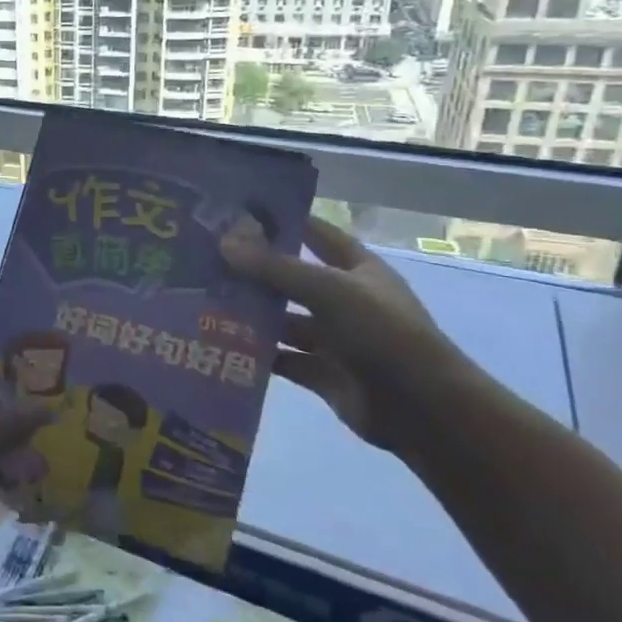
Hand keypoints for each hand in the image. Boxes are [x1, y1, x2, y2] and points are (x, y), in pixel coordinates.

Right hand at [221, 216, 474, 453]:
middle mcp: (344, 299)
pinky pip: (281, 358)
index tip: (237, 213)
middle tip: (204, 261)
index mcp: (357, 269)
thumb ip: (275, 267)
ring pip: (282, 321)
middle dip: (253, 272)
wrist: (420, 408)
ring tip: (201, 303)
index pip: (316, 234)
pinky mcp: (321, 373)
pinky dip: (255, 354)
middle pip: (291, 279)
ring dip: (250, 315)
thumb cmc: (381, 332)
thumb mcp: (327, 290)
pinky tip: (218, 345)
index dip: (283, 222)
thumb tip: (224, 241)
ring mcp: (333, 338)